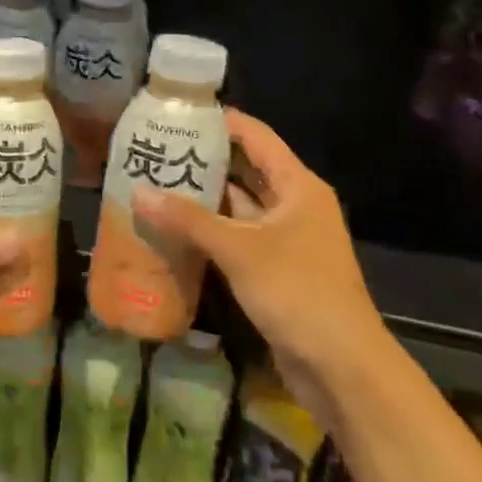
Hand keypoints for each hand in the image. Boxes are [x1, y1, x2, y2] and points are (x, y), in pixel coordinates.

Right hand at [131, 109, 387, 408]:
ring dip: (205, 198)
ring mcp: (288, 239)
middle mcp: (295, 205)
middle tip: (157, 150)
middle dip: (204, 160)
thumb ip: (189, 219)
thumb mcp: (239, 250)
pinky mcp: (278, 269)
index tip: (178, 114)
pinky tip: (175, 230)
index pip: (256, 137)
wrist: (343, 368)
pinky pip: (239, 238)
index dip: (220, 122)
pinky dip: (211, 232)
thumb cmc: (297, 292)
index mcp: (298, 186)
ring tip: (157, 184)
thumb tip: (138, 192)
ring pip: (240, 207)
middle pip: (246, 169)